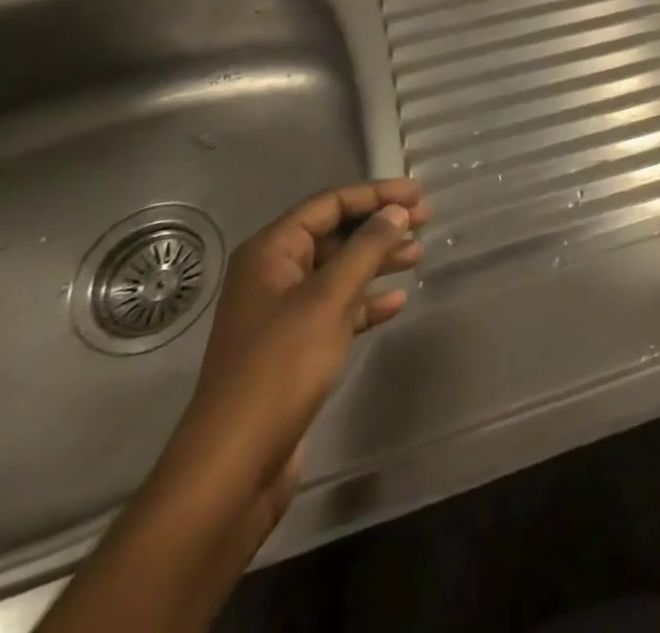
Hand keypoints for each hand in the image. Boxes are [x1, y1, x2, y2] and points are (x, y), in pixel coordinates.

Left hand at [153, 180, 432, 528]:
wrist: (234, 464)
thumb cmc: (280, 366)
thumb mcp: (329, 298)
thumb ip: (366, 248)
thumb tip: (397, 211)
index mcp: (270, 252)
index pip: (329, 204)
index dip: (375, 194)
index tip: (418, 194)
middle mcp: (273, 274)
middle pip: (334, 234)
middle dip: (379, 226)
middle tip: (425, 221)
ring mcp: (282, 313)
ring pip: (338, 271)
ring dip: (377, 261)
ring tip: (418, 255)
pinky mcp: (293, 348)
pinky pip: (336, 308)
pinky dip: (365, 302)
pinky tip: (396, 302)